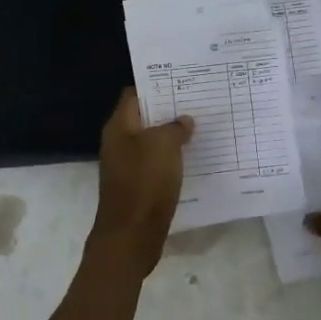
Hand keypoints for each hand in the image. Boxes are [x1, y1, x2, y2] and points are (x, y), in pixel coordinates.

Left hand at [87, 89, 193, 275]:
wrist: (131, 236)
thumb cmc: (144, 183)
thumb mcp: (163, 146)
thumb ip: (174, 127)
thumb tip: (183, 120)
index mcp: (119, 127)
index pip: (134, 95)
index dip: (156, 86)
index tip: (182, 83)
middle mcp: (119, 143)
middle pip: (144, 118)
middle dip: (169, 111)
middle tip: (198, 104)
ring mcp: (127, 166)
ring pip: (152, 142)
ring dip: (173, 136)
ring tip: (201, 128)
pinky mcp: (138, 186)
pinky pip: (157, 164)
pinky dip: (172, 159)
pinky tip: (194, 158)